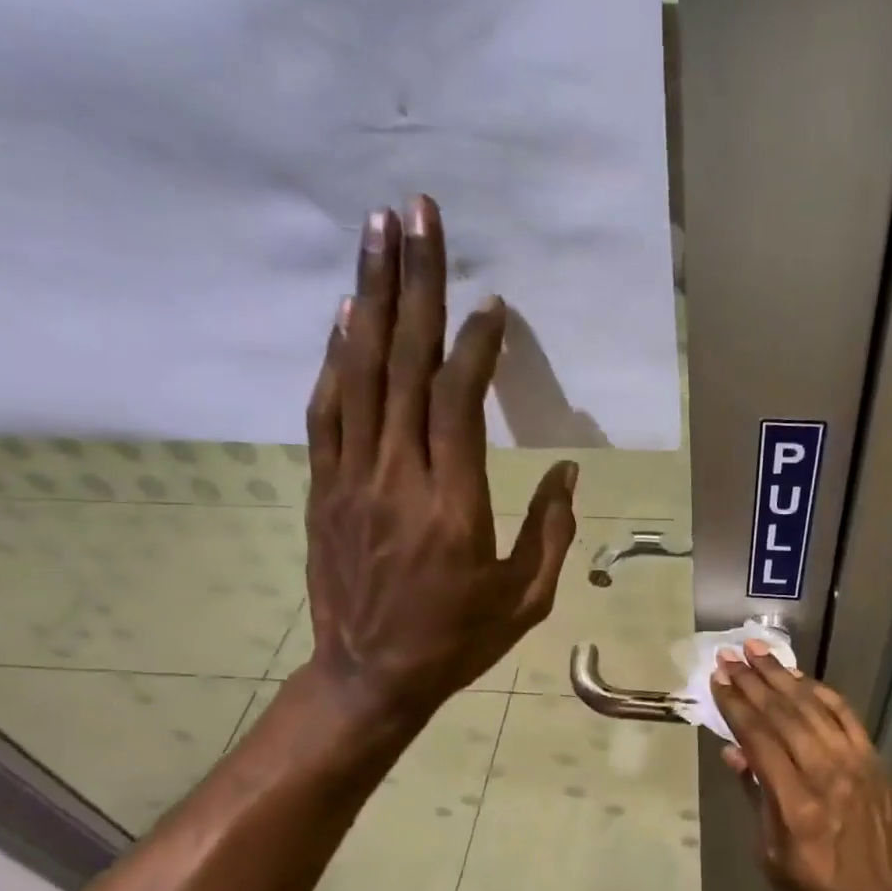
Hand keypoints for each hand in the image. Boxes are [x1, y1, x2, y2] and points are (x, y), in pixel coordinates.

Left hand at [301, 195, 576, 722]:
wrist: (370, 677)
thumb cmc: (456, 641)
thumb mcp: (525, 599)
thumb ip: (550, 532)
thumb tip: (568, 474)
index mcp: (451, 505)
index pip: (457, 402)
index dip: (474, 346)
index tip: (492, 306)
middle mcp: (395, 477)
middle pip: (402, 364)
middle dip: (414, 283)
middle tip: (418, 213)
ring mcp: (351, 479)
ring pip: (358, 373)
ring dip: (369, 298)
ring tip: (377, 234)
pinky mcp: (324, 488)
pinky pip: (327, 410)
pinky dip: (335, 357)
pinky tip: (346, 315)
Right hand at [711, 643, 891, 890]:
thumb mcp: (771, 856)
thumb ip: (755, 797)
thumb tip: (734, 751)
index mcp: (795, 804)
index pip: (759, 738)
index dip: (735, 705)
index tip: (718, 679)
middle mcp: (825, 774)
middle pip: (783, 714)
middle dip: (753, 681)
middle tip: (730, 655)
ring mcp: (854, 764)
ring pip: (813, 707)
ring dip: (782, 676)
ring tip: (758, 651)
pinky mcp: (873, 761)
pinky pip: (845, 716)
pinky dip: (820, 692)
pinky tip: (800, 677)